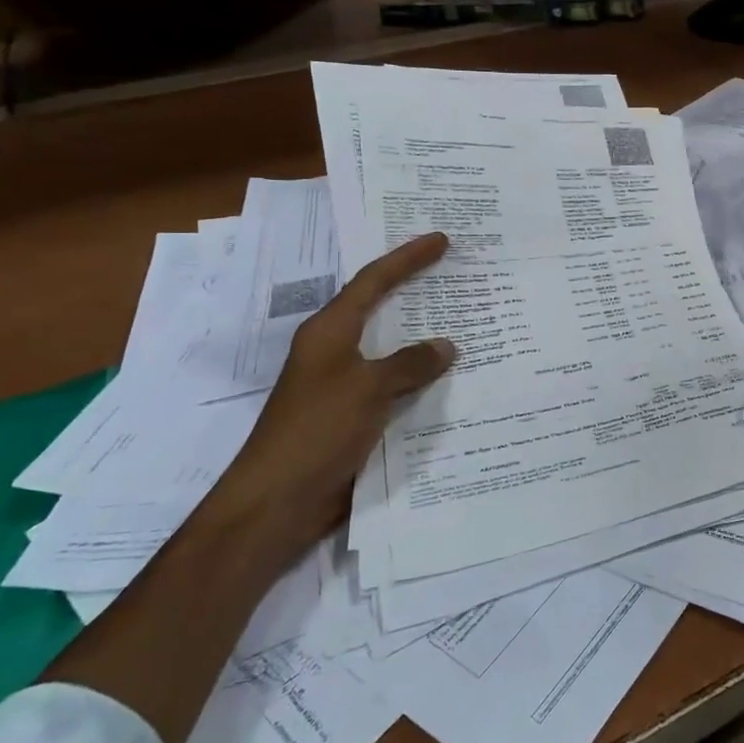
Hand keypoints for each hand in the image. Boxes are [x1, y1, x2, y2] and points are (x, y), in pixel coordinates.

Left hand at [202, 231, 455, 558]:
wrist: (278, 502)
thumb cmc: (317, 431)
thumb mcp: (368, 389)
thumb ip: (410, 364)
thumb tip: (446, 346)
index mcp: (329, 332)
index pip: (373, 281)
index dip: (407, 258)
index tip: (441, 240)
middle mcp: (335, 351)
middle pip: (380, 310)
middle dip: (416, 291)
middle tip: (455, 273)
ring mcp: (343, 386)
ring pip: (392, 352)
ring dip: (424, 340)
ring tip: (465, 323)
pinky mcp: (353, 418)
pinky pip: (395, 388)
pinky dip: (420, 380)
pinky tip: (450, 383)